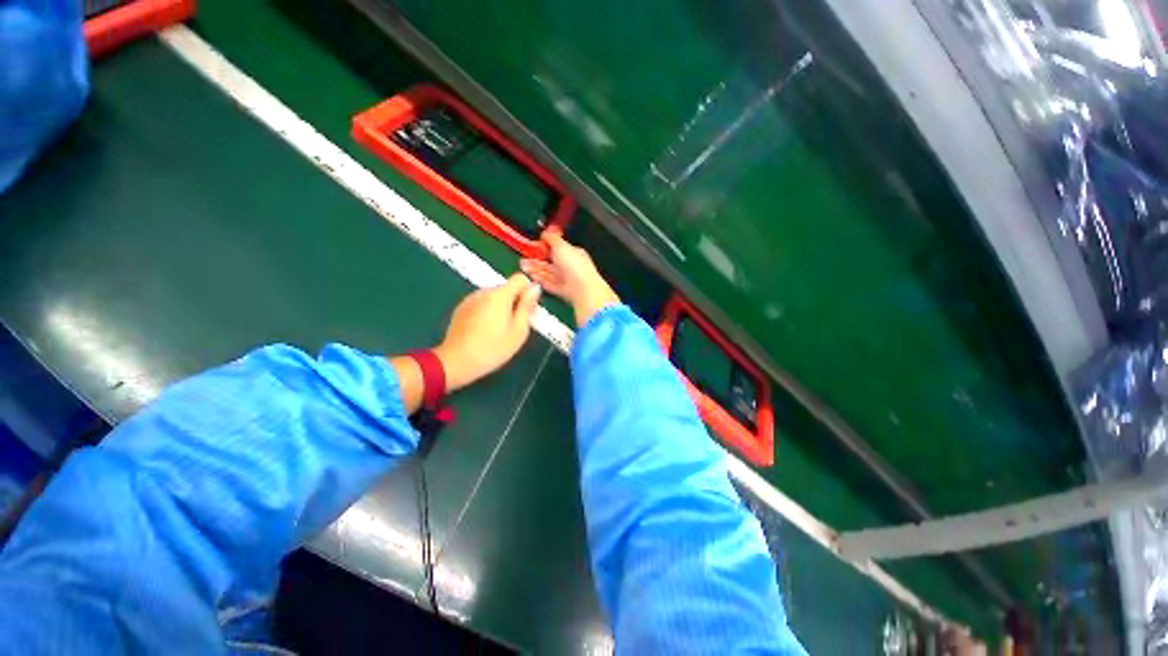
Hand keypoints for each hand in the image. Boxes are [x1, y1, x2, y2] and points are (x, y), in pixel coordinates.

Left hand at [433, 273, 541, 391]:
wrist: (456, 362)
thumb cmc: (493, 349)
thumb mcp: (519, 331)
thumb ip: (527, 307)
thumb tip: (534, 289)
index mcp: (500, 295)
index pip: (520, 278)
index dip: (528, 291)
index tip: (528, 309)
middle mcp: (484, 292)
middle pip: (507, 289)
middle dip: (515, 302)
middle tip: (517, 325)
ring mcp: (470, 299)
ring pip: (494, 297)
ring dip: (501, 308)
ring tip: (499, 330)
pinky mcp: (462, 308)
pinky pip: (482, 303)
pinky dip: (488, 312)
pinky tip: (485, 331)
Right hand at [521, 232, 619, 327]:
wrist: (583, 290)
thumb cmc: (575, 266)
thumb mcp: (562, 246)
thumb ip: (552, 238)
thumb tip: (545, 232)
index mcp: (574, 253)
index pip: (558, 248)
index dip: (545, 247)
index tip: (533, 246)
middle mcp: (571, 266)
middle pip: (551, 262)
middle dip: (536, 260)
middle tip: (523, 258)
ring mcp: (567, 279)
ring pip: (548, 273)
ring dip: (535, 269)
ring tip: (522, 266)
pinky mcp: (562, 291)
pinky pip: (549, 283)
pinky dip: (540, 279)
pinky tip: (531, 276)